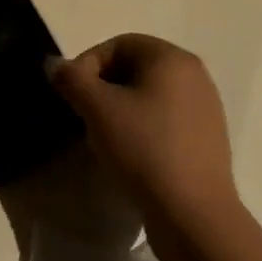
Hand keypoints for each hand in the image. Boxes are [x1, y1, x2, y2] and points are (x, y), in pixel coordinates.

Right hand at [46, 34, 235, 228]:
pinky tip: (131, 155)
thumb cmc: (144, 149)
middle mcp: (194, 75)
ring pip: (148, 95)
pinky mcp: (207, 139)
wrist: (193, 215)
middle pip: (134, 68)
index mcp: (171, 58)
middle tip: (85, 116)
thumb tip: (54, 64)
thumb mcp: (97, 109)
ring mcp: (205, 108)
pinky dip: (142, 128)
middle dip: (103, 88)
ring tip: (105, 139)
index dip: (88, 65)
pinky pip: (165, 119)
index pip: (118, 45)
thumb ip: (71, 78)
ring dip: (120, 109)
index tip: (73, 96)